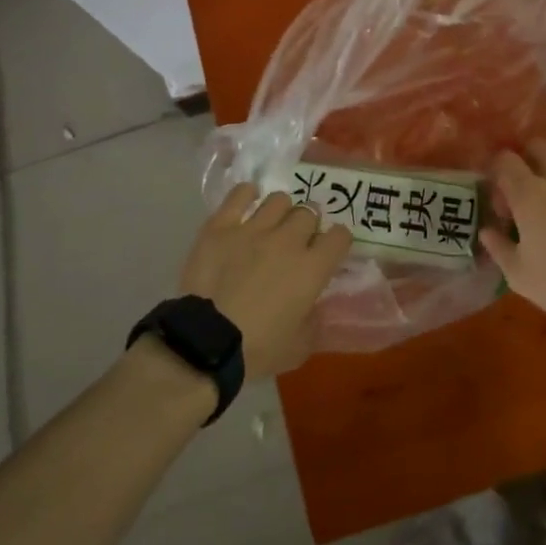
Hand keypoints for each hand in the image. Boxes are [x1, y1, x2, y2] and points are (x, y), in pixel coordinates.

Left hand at [178, 185, 353, 377]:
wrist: (205, 342)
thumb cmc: (257, 350)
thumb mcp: (299, 347)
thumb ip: (314, 321)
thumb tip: (315, 306)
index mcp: (312, 268)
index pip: (340, 237)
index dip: (337, 241)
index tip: (330, 250)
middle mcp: (288, 240)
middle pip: (309, 213)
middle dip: (308, 225)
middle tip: (297, 240)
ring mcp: (253, 229)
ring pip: (279, 200)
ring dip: (281, 211)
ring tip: (272, 223)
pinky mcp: (222, 226)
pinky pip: (240, 195)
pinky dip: (247, 194)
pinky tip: (248, 201)